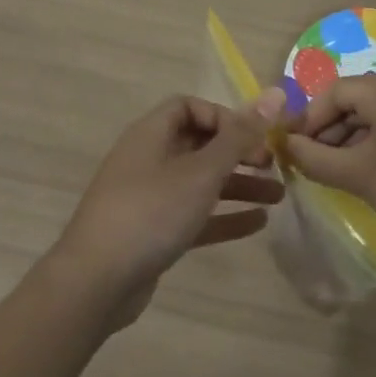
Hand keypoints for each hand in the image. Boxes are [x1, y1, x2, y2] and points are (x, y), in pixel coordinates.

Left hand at [53, 95, 281, 324]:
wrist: (96, 283)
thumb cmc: (151, 212)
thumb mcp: (201, 172)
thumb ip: (239, 136)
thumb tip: (275, 94)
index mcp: (152, 134)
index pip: (189, 107)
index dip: (223, 116)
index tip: (252, 136)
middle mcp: (149, 159)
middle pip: (199, 144)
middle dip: (238, 152)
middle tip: (273, 166)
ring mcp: (150, 197)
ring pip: (200, 182)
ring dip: (238, 185)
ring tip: (279, 196)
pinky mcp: (154, 232)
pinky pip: (195, 215)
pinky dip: (223, 216)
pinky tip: (258, 224)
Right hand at [284, 71, 375, 249]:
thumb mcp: (362, 177)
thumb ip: (318, 160)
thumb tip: (287, 146)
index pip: (332, 93)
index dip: (307, 121)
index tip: (292, 150)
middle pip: (355, 99)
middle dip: (330, 130)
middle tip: (315, 165)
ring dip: (354, 137)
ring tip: (342, 172)